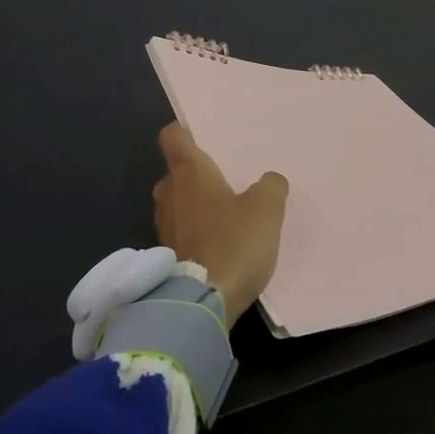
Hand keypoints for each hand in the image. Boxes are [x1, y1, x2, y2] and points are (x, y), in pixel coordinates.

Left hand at [152, 124, 288, 324]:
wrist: (203, 301)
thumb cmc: (234, 243)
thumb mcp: (266, 209)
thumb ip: (270, 186)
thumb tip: (269, 181)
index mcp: (188, 172)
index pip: (172, 137)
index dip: (184, 132)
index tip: (202, 136)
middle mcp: (168, 193)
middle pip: (177, 172)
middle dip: (197, 173)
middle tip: (227, 178)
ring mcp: (164, 225)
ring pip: (178, 202)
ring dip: (197, 204)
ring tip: (228, 210)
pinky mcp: (166, 254)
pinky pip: (182, 230)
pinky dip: (197, 230)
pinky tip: (221, 241)